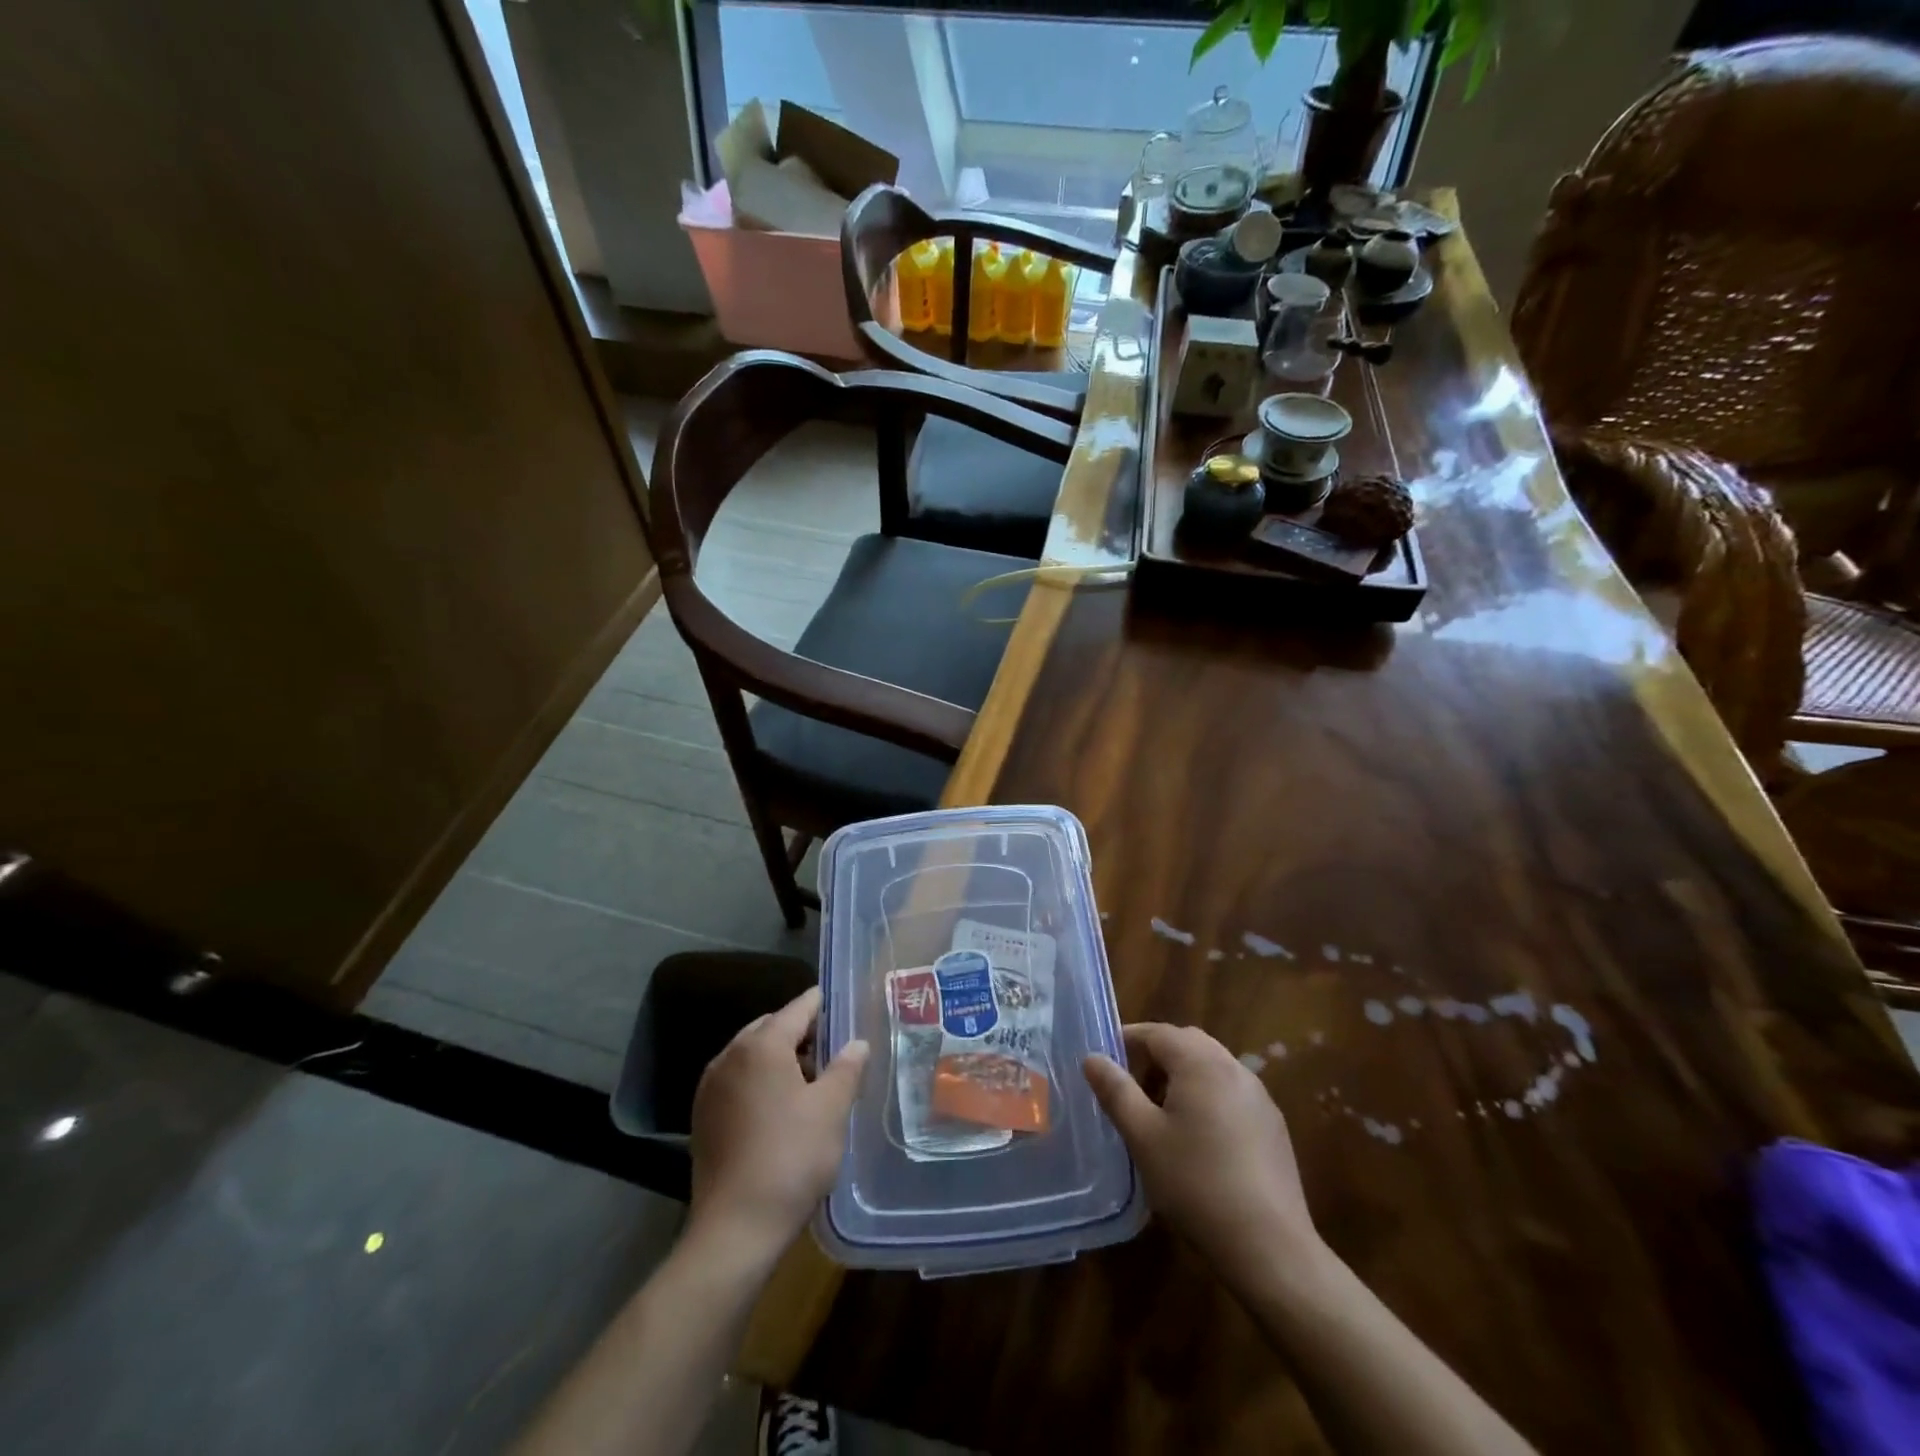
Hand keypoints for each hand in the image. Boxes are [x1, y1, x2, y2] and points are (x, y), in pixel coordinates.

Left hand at [688, 987, 869, 1263]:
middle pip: (771, 1027)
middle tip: (833, 1049)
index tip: (843, 1006)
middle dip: (801, 1033)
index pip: (798, 1008)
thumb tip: (857, 1043)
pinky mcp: (703, 1117)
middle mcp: (730, 1056)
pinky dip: (760, 1081)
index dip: (823, 1004)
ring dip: (780, 1058)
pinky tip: (781, 1108)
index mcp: (761, 1045)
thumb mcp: (831, 1110)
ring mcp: (711, 1087)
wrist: (735, 1229)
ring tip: (811, 1081)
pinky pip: (737, 1081)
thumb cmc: (791, 1158)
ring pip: (752, 1055)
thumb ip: (847, 1068)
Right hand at [1085, 1023, 1321, 1287]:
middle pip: (1187, 1044)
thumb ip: (1115, 1091)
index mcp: (1201, 1062)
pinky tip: (1199, 1139)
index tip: (1105, 1062)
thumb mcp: (1143, 1136)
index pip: (1157, 1033)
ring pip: (1212, 1067)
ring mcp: (1259, 1097)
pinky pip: (1231, 1093)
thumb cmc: (1196, 1184)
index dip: (1128, 1040)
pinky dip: (1207, 1097)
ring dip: (1182, 1077)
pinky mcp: (1273, 1126)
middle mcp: (1233, 1068)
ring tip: (1160, 1114)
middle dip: (1155, 1057)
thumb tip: (1092, 1058)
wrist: (1270, 1247)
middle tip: (1131, 1087)